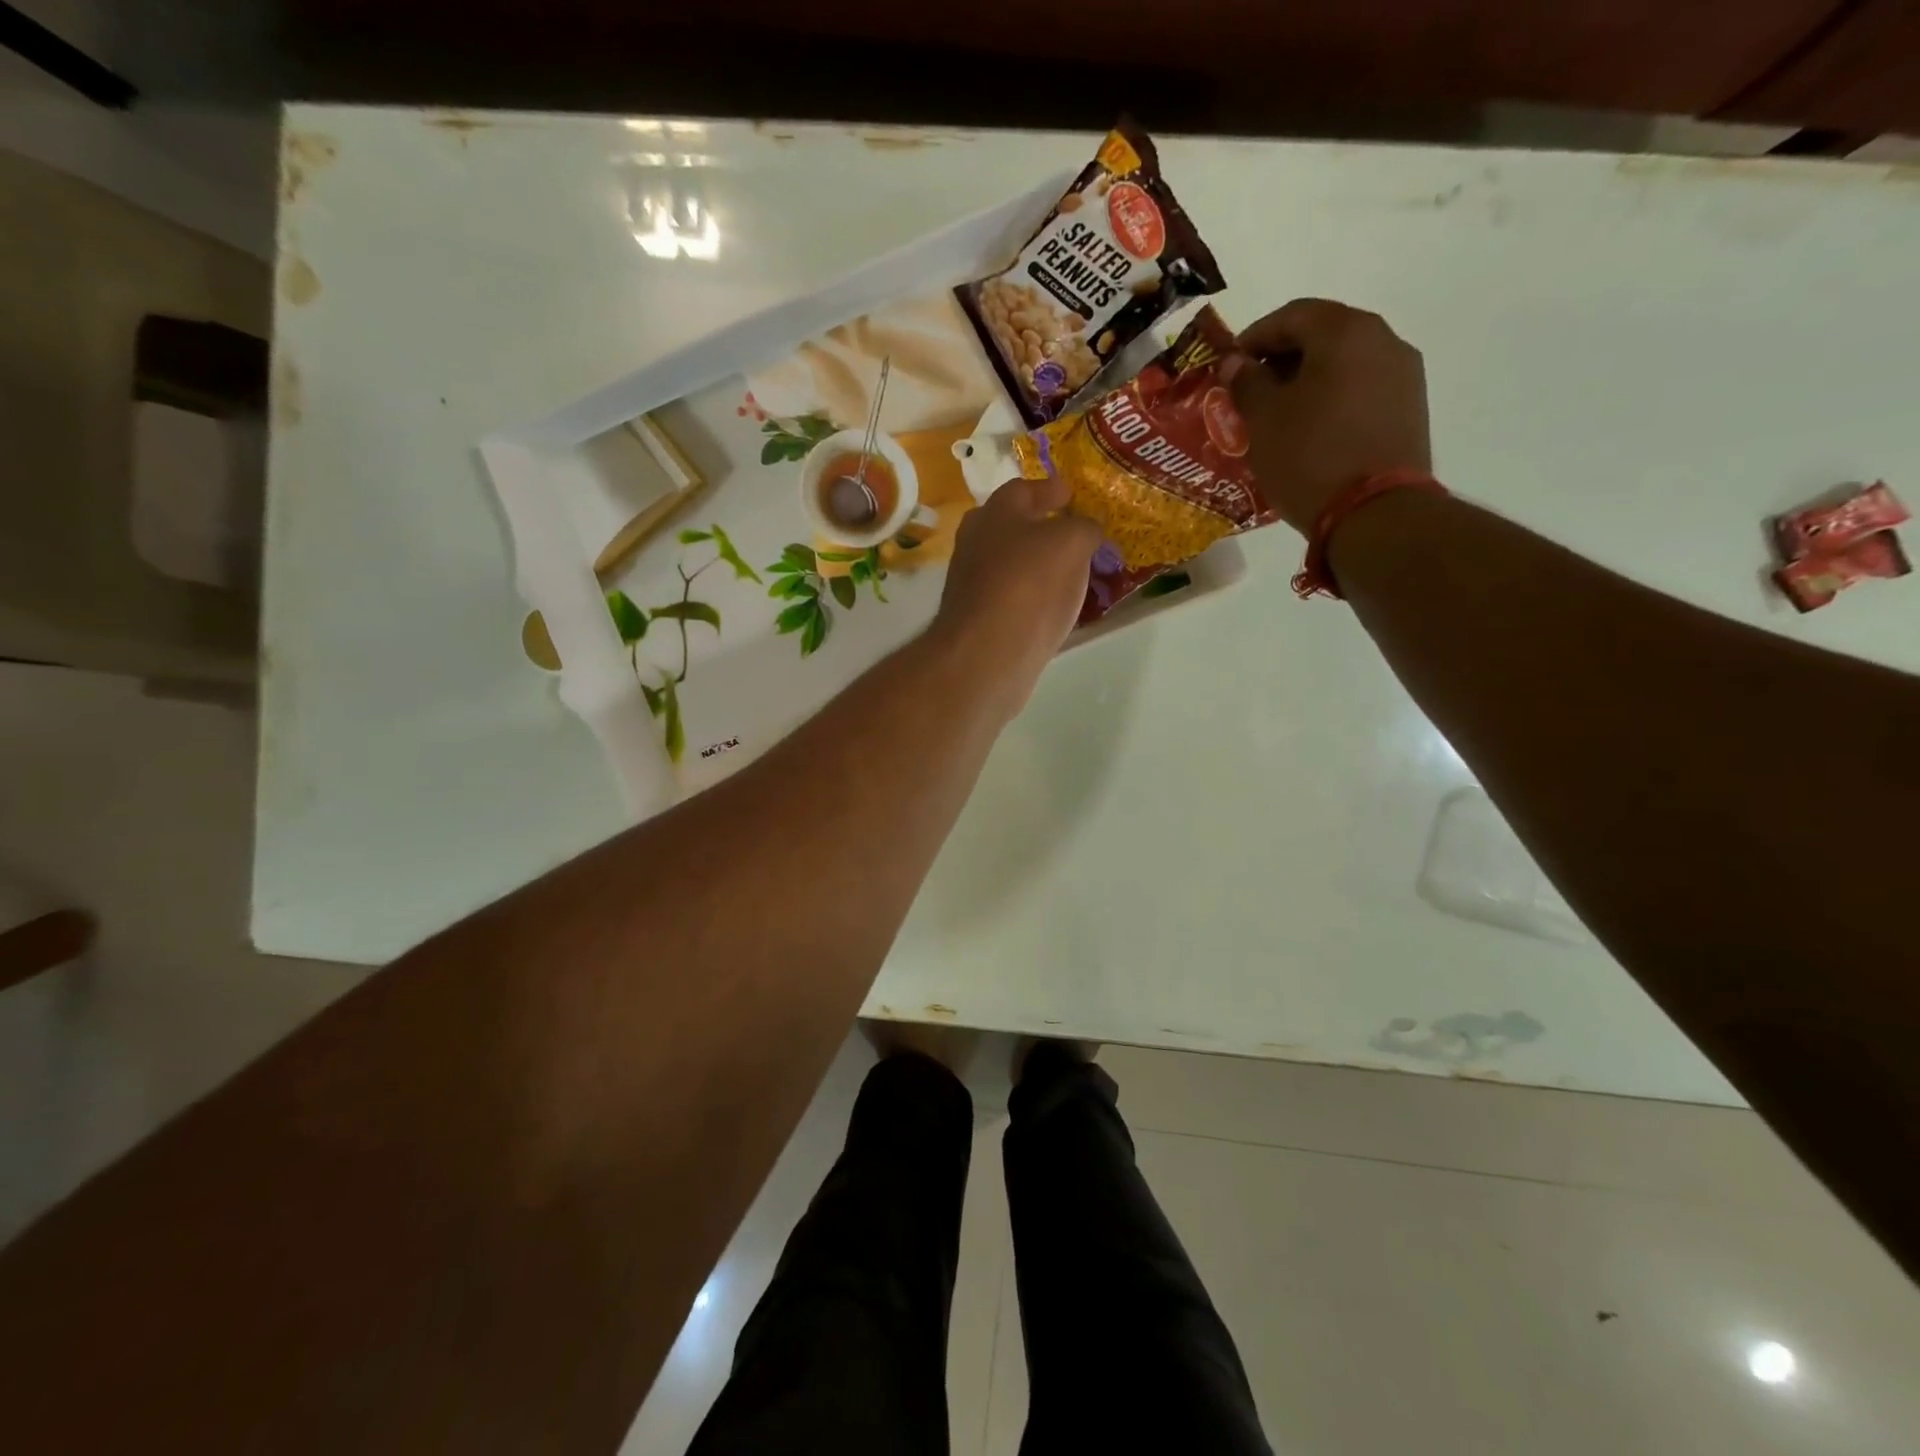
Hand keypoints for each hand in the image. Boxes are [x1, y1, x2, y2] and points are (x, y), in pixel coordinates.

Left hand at [930, 474, 1101, 714]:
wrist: (986, 654)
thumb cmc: (1028, 585)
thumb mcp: (1071, 543)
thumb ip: (1084, 528)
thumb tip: (1086, 530)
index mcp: (994, 514)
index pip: (1023, 489)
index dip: (1050, 489)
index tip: (1072, 494)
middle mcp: (975, 543)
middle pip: (1009, 526)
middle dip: (1039, 525)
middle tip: (1070, 532)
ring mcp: (972, 584)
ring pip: (1009, 563)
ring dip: (1036, 563)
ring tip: (1070, 571)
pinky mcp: (977, 620)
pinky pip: (1011, 597)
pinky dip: (1031, 596)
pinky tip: (1051, 606)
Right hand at [1221, 299, 1431, 531]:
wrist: (1374, 513)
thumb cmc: (1309, 457)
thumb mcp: (1264, 420)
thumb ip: (1246, 382)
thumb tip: (1236, 362)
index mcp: (1345, 332)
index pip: (1292, 315)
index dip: (1254, 337)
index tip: (1230, 366)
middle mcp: (1383, 340)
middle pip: (1323, 334)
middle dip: (1282, 359)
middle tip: (1250, 391)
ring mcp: (1403, 374)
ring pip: (1344, 363)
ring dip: (1308, 380)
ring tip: (1278, 415)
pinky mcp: (1409, 408)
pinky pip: (1361, 389)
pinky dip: (1331, 399)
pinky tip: (1310, 430)